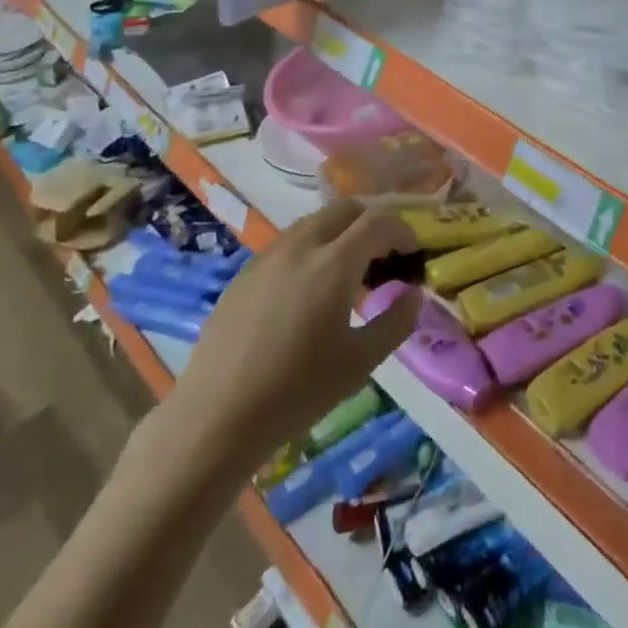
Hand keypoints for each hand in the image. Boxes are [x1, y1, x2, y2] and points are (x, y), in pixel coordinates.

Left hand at [156, 200, 420, 478]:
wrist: (214, 419)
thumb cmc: (296, 392)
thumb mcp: (361, 362)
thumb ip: (396, 322)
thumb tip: (412, 295)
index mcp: (334, 263)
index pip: (379, 222)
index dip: (403, 232)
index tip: (412, 256)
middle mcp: (301, 246)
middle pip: (346, 208)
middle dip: (372, 223)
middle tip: (384, 256)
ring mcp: (268, 257)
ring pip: (314, 221)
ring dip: (341, 232)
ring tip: (348, 272)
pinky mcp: (244, 274)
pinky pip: (288, 242)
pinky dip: (312, 248)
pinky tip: (309, 289)